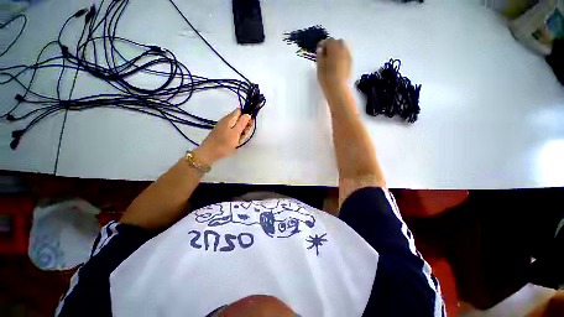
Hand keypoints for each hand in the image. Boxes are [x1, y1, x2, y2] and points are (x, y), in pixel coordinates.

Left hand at [193, 108, 250, 164]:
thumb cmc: (224, 143)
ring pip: (236, 126)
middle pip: (239, 119)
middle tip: (244, 134)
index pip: (240, 111)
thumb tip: (247, 114)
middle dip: (244, 125)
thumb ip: (242, 123)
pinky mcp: (222, 132)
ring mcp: (223, 126)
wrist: (209, 152)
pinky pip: (232, 131)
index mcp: (230, 118)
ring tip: (240, 140)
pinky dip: (236, 135)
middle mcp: (226, 120)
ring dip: (241, 132)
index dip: (246, 116)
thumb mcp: (236, 132)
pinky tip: (235, 141)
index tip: (249, 125)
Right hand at [316, 39, 350, 94]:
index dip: (323, 44)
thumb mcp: (320, 69)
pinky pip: (346, 55)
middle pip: (338, 42)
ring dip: (337, 51)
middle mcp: (343, 51)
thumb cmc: (327, 80)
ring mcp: (348, 57)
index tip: (319, 50)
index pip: (329, 41)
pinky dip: (341, 56)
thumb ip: (320, 57)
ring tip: (330, 60)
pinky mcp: (351, 64)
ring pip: (343, 48)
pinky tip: (336, 65)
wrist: (338, 91)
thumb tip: (320, 50)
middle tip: (325, 54)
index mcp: (335, 50)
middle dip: (331, 46)